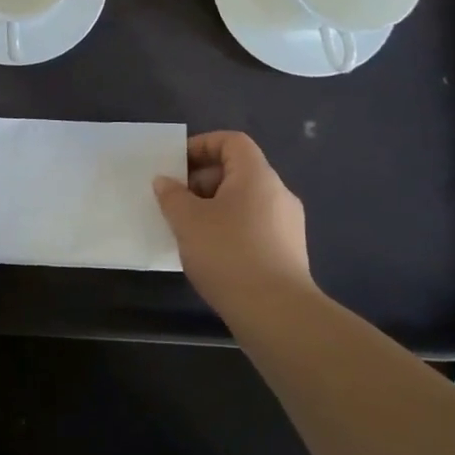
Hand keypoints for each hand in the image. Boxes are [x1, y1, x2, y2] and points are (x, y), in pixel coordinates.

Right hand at [153, 131, 314, 311]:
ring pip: (245, 201)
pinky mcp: (289, 253)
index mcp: (257, 176)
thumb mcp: (187, 221)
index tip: (176, 165)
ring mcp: (288, 225)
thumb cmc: (228, 254)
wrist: (276, 313)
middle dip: (202, 180)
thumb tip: (166, 182)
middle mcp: (278, 193)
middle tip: (176, 200)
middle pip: (238, 171)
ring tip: (189, 229)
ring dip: (214, 207)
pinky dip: (230, 229)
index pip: (232, 141)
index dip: (202, 145)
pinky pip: (254, 226)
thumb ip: (172, 196)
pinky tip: (211, 254)